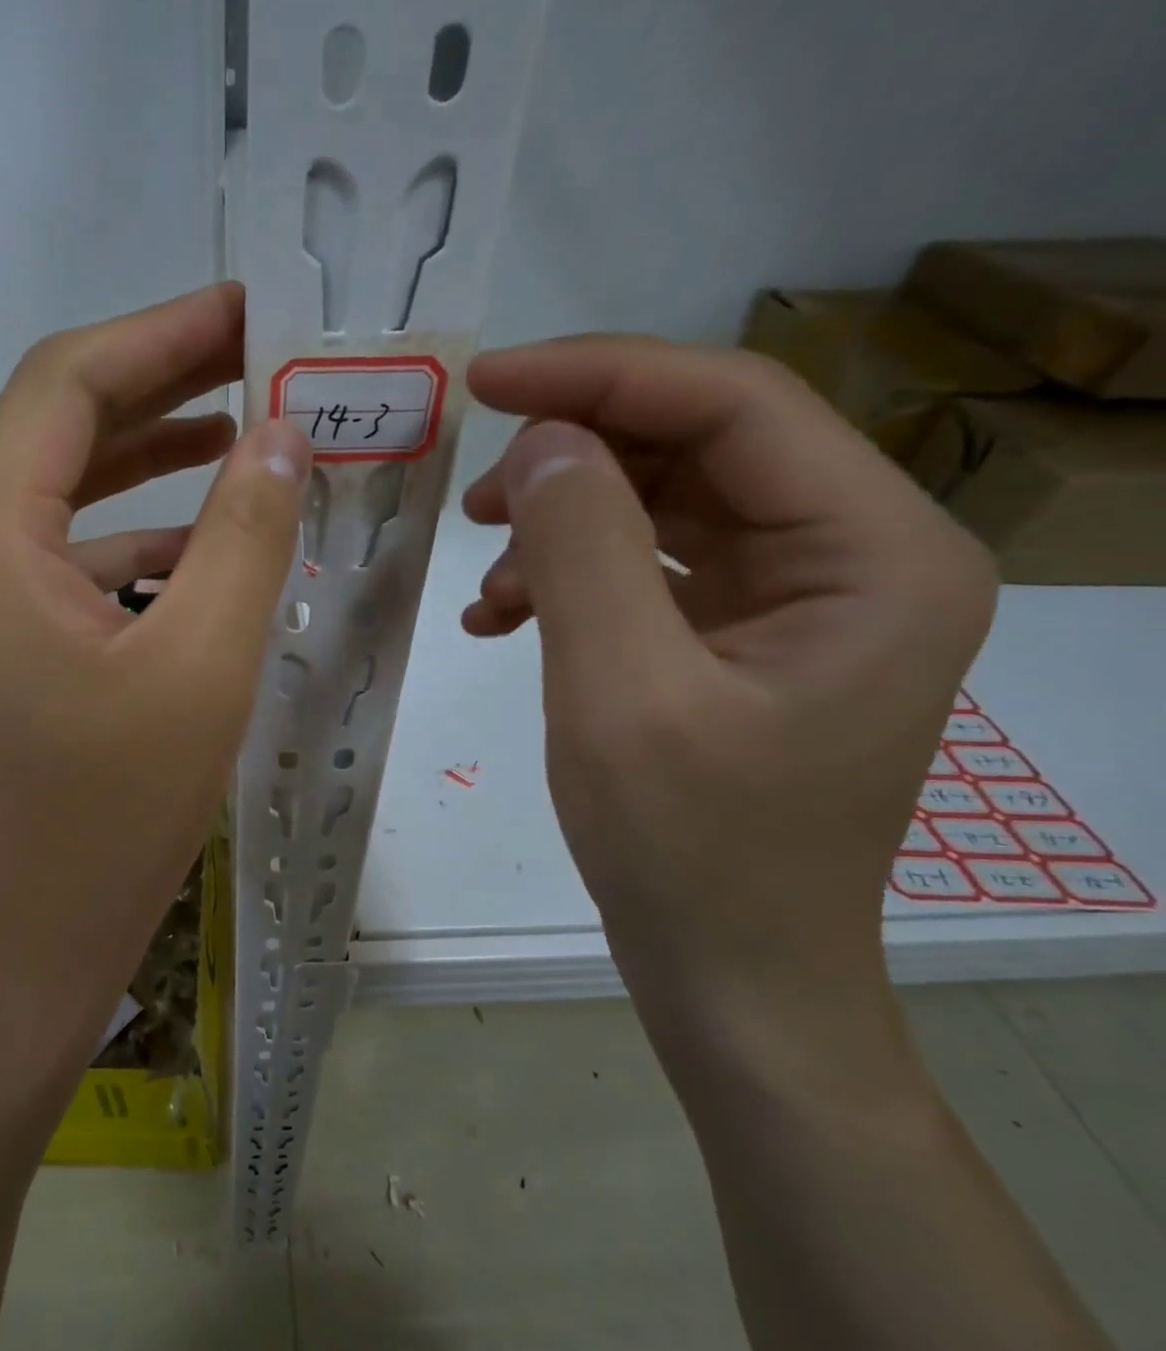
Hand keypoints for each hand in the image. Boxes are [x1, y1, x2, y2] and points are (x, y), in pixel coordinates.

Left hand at [0, 283, 311, 1056]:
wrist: (26, 947)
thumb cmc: (108, 817)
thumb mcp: (200, 666)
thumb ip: (243, 535)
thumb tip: (280, 435)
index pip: (66, 385)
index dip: (159, 334)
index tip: (247, 308)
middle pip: (62, 429)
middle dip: (163, 386)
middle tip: (261, 358)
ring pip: (69, 495)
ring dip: (154, 461)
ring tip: (248, 434)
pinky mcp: (1, 646)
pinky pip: (72, 559)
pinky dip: (139, 537)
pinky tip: (208, 546)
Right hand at [460, 337, 996, 1064]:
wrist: (729, 974)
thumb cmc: (691, 850)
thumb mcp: (620, 691)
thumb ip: (583, 548)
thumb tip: (543, 439)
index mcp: (874, 553)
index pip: (734, 404)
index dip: (601, 376)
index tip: (487, 380)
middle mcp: (855, 555)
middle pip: (698, 446)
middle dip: (574, 459)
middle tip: (476, 501)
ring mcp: (796, 596)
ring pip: (663, 503)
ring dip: (562, 524)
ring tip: (488, 579)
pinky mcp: (739, 635)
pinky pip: (648, 566)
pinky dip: (570, 577)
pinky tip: (504, 617)